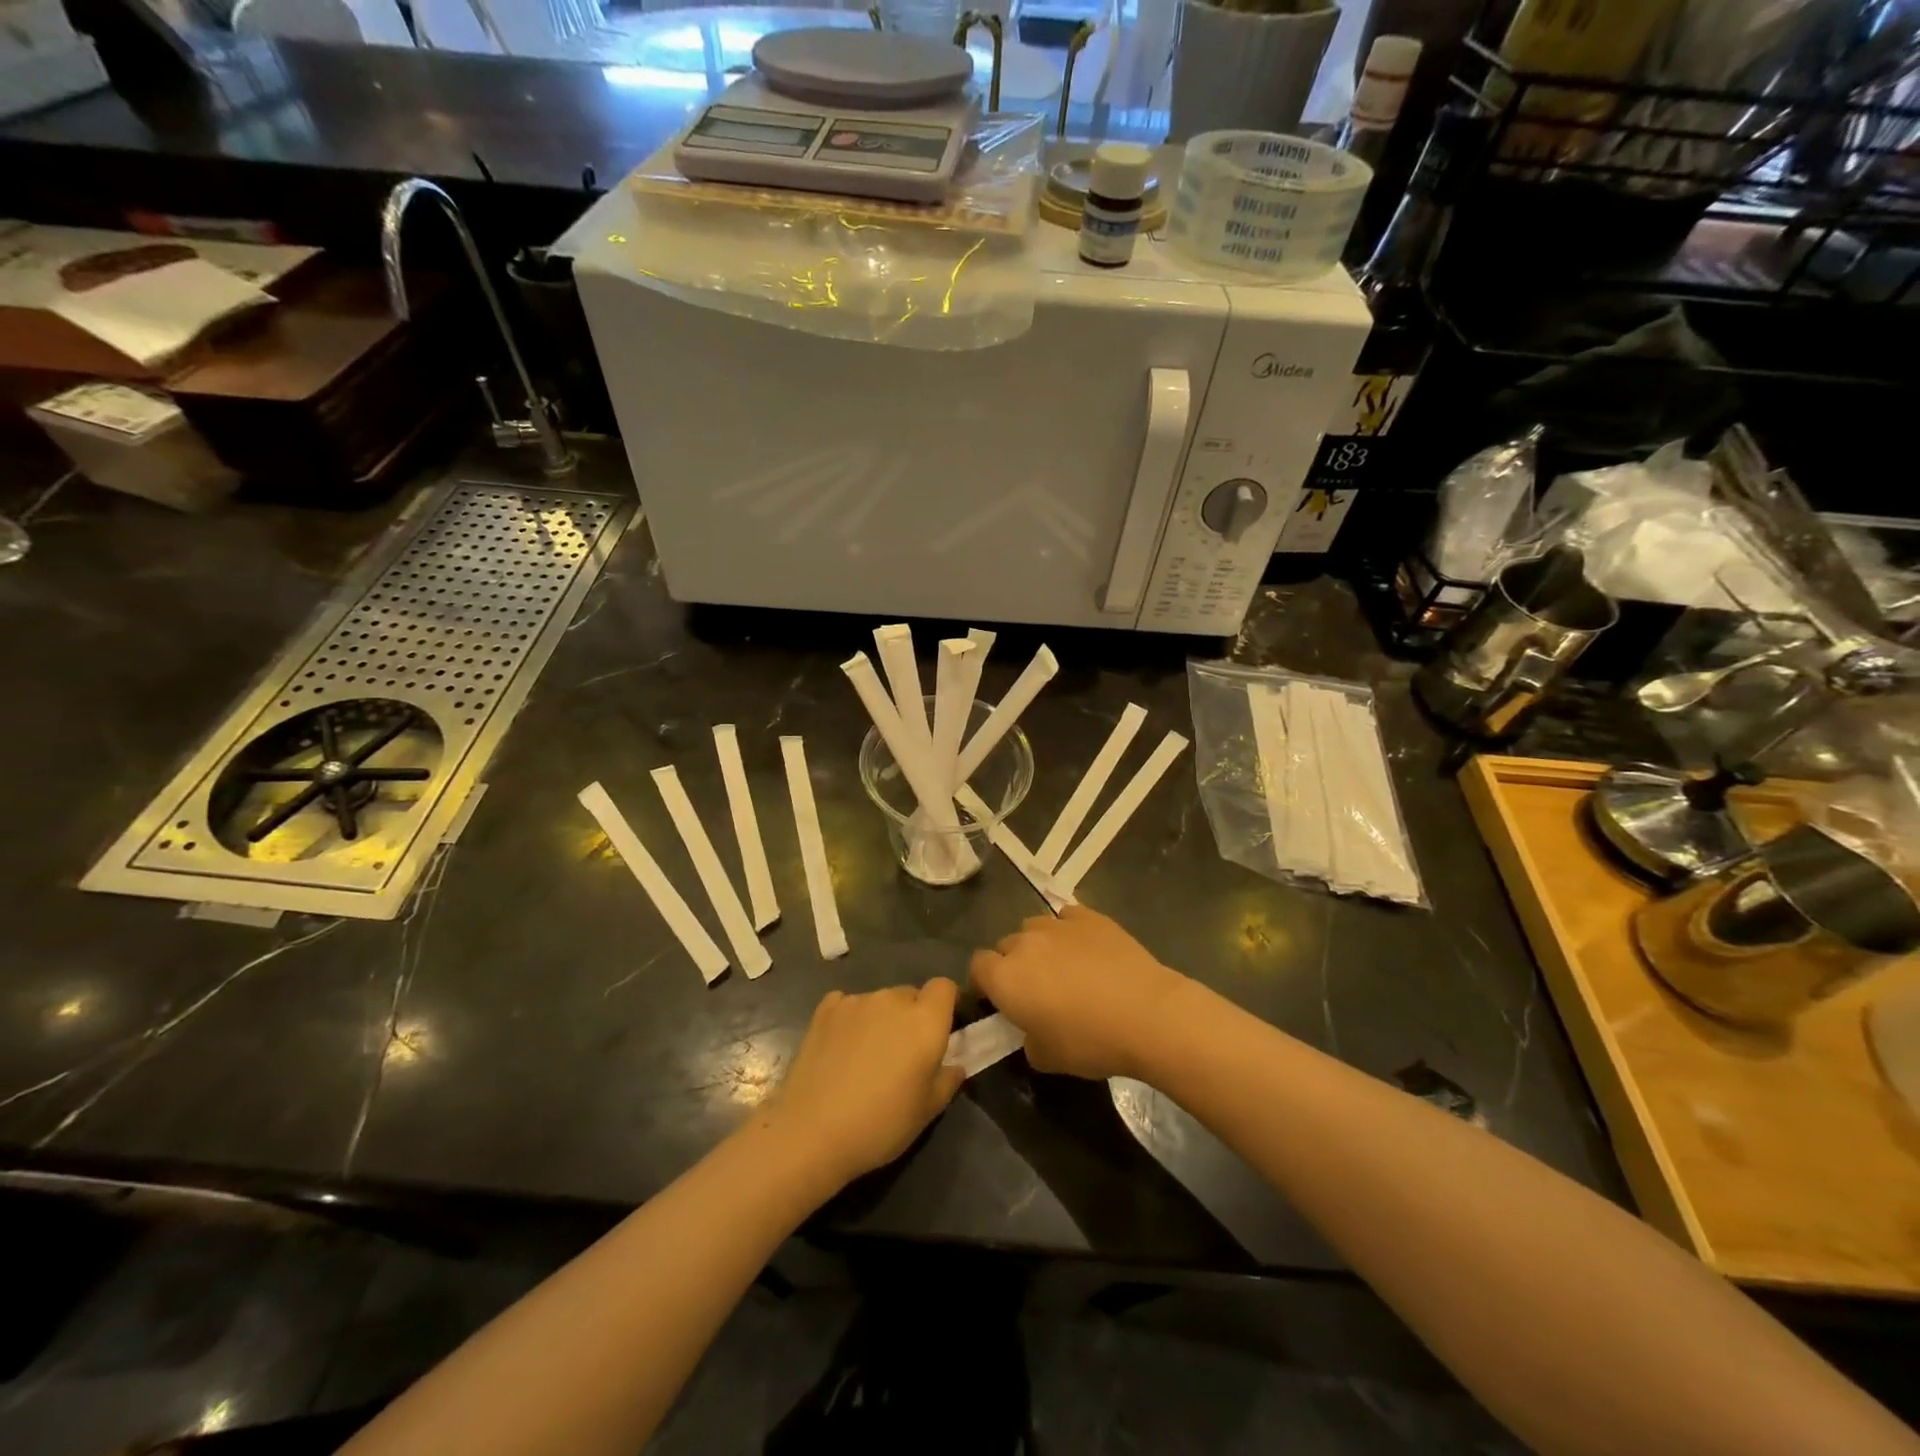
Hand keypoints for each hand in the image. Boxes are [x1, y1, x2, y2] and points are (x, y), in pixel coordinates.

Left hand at [766, 980, 964, 1187]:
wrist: (812, 1132)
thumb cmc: (881, 1125)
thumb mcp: (927, 1111)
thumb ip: (948, 1080)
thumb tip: (954, 1064)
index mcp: (925, 1020)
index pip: (945, 987)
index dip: (946, 1004)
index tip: (942, 1029)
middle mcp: (892, 999)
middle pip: (911, 994)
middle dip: (912, 1016)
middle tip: (902, 1054)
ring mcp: (856, 1000)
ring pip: (879, 1001)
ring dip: (880, 1019)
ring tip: (865, 1056)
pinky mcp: (825, 1009)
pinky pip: (847, 1004)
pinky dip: (850, 1019)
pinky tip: (840, 1048)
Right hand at [969, 906, 1188, 1080]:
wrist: (1147, 1014)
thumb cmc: (1090, 1041)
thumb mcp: (1047, 1058)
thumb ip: (1027, 1039)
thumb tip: (1031, 1030)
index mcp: (1005, 977)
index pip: (977, 967)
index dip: (984, 983)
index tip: (998, 1001)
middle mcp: (1025, 943)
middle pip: (1005, 946)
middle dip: (1012, 964)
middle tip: (1034, 990)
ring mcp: (1058, 925)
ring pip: (1034, 927)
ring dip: (1038, 945)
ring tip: (1062, 967)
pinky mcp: (1089, 917)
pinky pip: (1066, 918)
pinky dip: (1069, 931)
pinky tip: (1086, 950)